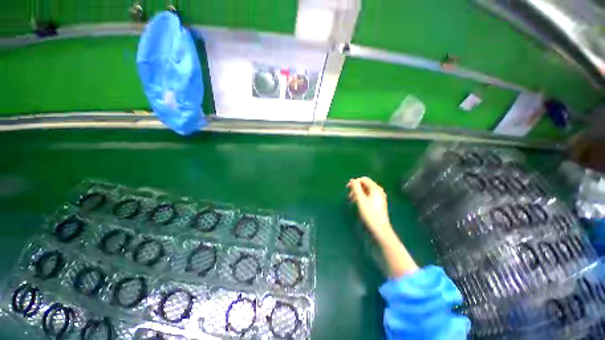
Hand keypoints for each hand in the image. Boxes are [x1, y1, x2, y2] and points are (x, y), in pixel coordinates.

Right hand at [347, 177, 393, 241]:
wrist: (380, 229)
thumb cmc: (369, 214)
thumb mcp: (360, 199)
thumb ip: (356, 188)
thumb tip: (352, 180)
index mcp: (375, 188)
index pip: (364, 179)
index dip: (355, 182)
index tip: (347, 188)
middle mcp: (378, 191)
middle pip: (365, 184)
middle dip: (356, 188)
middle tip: (350, 196)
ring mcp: (379, 197)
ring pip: (366, 190)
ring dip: (358, 193)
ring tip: (353, 200)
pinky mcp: (378, 202)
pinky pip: (369, 195)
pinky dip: (362, 197)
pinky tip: (359, 203)